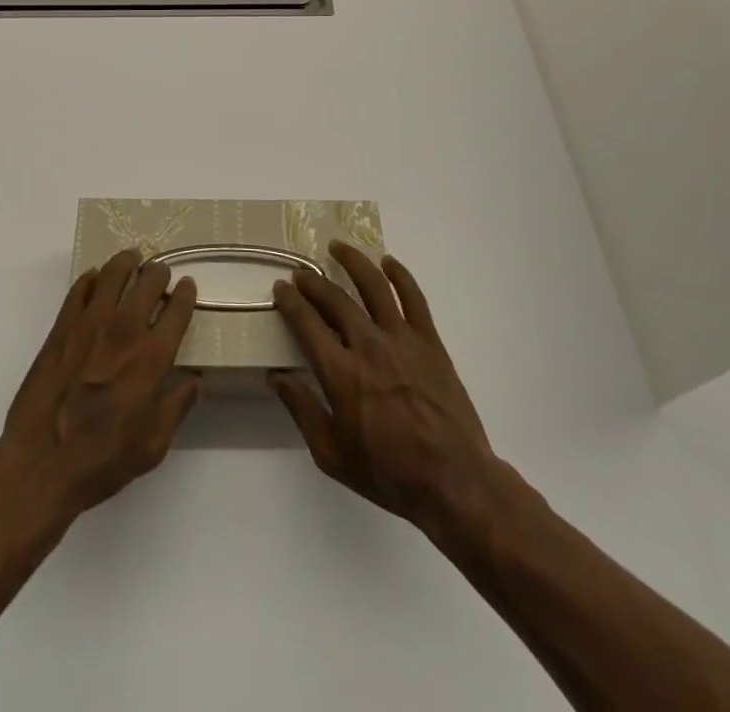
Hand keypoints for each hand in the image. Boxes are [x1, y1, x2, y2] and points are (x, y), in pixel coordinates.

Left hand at [0, 250, 202, 522]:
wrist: (42, 464)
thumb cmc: (103, 460)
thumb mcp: (153, 446)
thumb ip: (177, 407)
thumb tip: (195, 381)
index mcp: (152, 358)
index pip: (177, 310)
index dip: (185, 294)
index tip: (187, 286)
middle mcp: (124, 332)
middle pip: (148, 283)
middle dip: (159, 273)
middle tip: (160, 273)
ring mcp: (89, 325)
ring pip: (113, 275)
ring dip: (126, 262)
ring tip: (132, 259)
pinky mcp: (61, 328)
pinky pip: (80, 290)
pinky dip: (92, 279)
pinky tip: (96, 279)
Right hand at [270, 242, 498, 533]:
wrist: (453, 481)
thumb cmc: (388, 472)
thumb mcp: (331, 453)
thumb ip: (301, 409)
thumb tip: (276, 376)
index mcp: (340, 372)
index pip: (307, 323)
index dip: (290, 301)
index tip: (281, 288)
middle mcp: (368, 345)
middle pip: (335, 299)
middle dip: (313, 283)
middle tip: (301, 273)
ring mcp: (402, 339)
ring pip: (373, 286)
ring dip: (353, 262)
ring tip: (337, 247)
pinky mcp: (429, 342)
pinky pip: (414, 298)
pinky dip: (400, 275)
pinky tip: (388, 262)